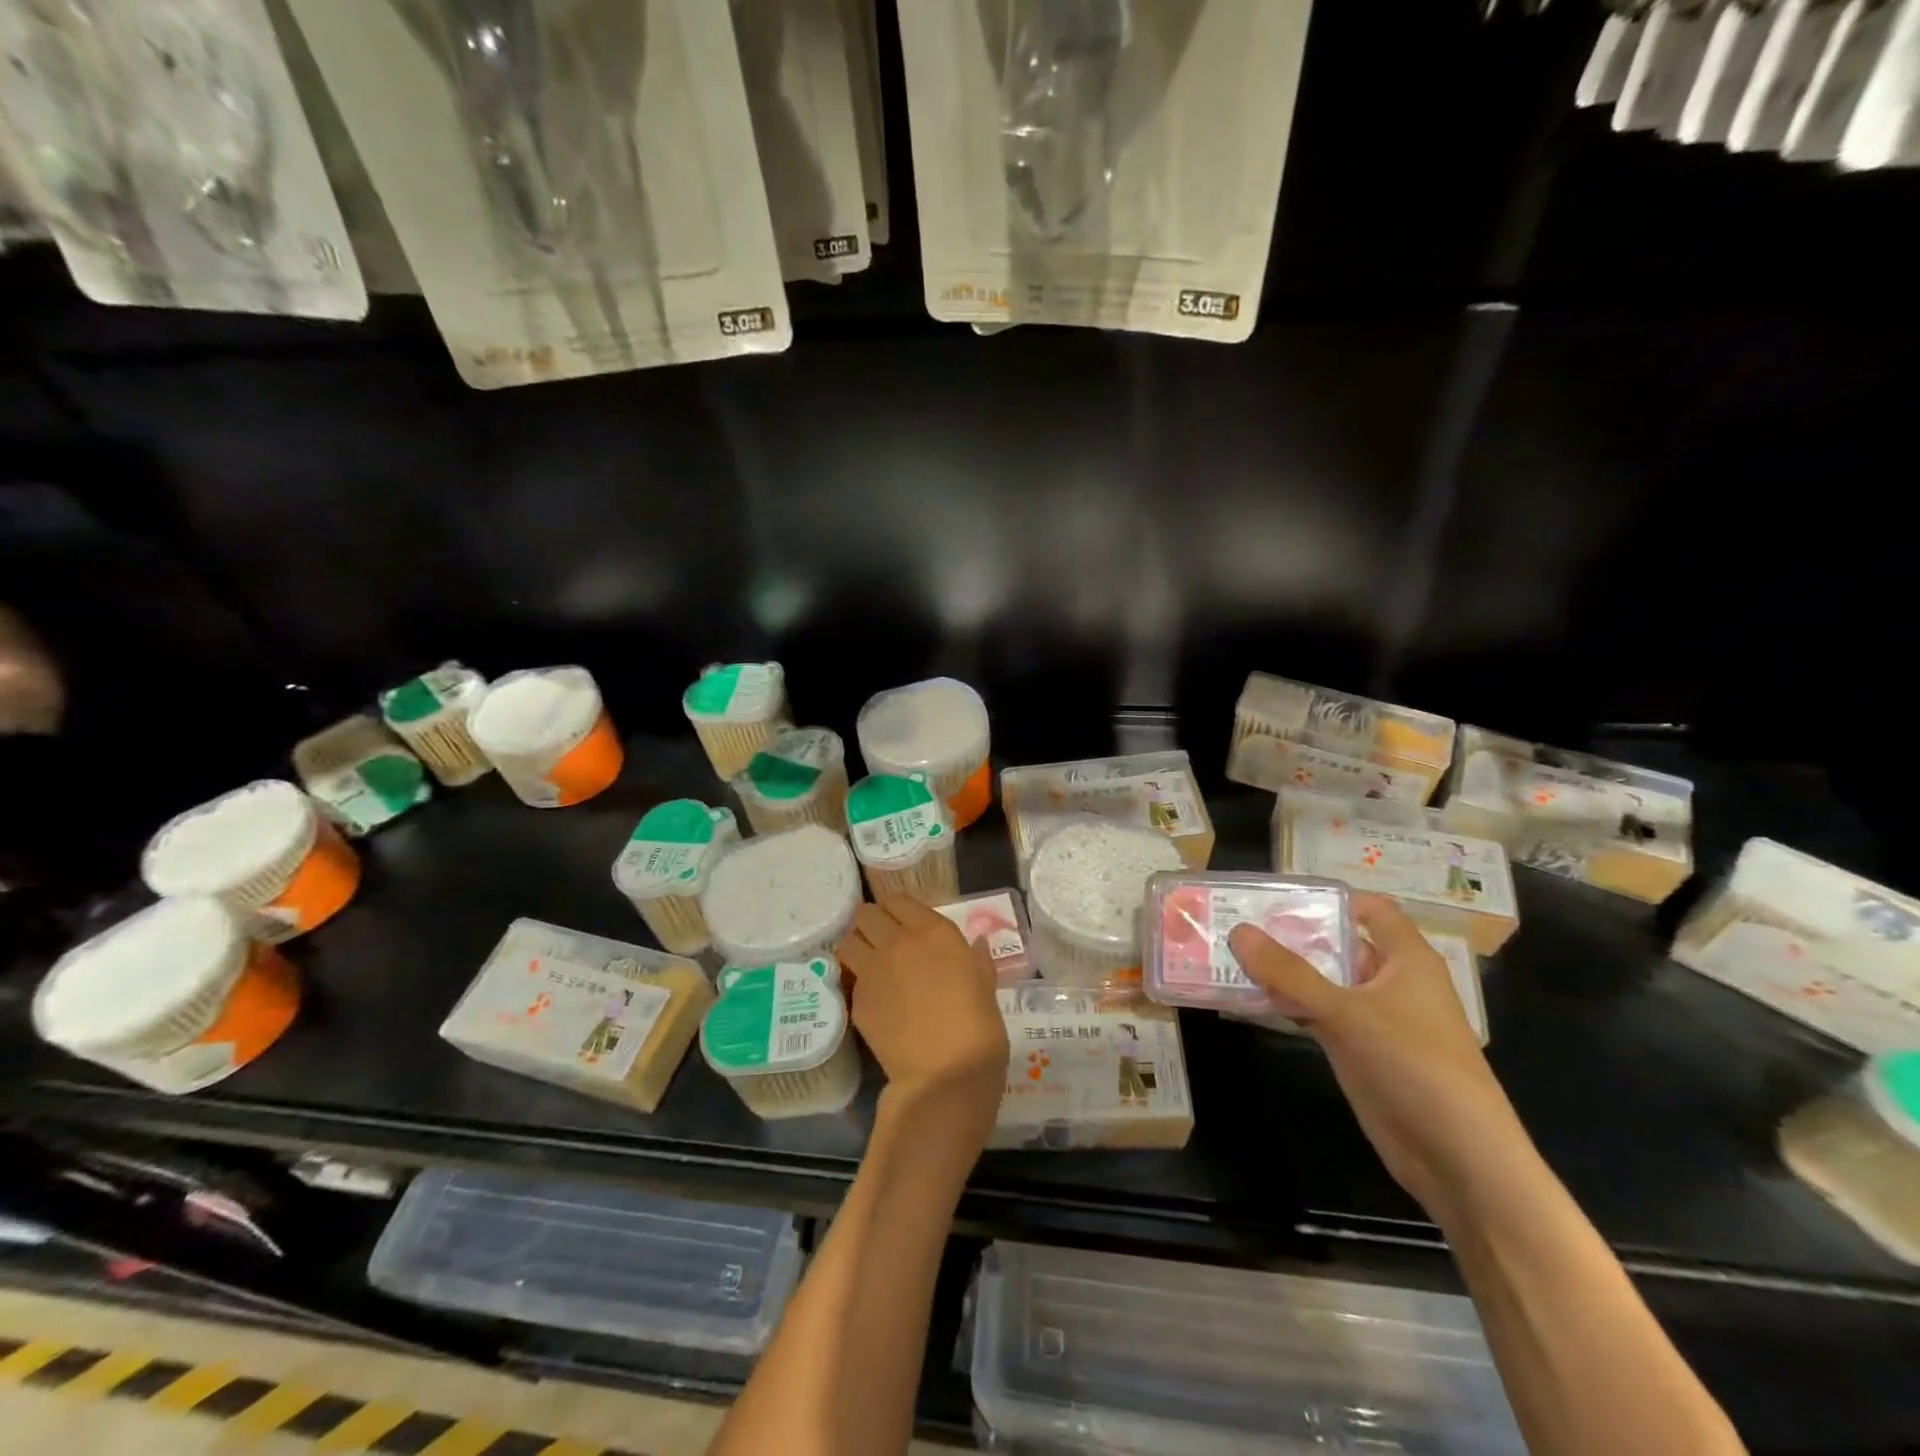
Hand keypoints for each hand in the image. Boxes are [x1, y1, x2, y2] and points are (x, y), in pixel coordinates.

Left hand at [837, 896, 1008, 1149]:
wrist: (947, 1070)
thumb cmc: (978, 1023)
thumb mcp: (985, 982)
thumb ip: (975, 958)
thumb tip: (976, 944)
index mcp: (933, 931)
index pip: (898, 900)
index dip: (897, 911)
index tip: (902, 924)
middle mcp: (898, 941)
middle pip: (866, 914)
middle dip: (871, 925)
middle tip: (881, 942)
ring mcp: (873, 969)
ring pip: (848, 941)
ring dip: (856, 947)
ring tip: (868, 964)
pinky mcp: (858, 999)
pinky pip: (851, 979)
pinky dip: (858, 984)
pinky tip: (873, 1000)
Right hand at [1228, 893, 1528, 1219]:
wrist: (1460, 1161)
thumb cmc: (1416, 1068)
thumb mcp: (1348, 1014)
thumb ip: (1290, 973)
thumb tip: (1239, 931)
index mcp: (1406, 959)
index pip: (1369, 908)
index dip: (1328, 897)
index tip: (1276, 894)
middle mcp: (1390, 981)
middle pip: (1337, 943)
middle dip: (1290, 932)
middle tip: (1234, 919)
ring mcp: (1374, 1018)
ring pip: (1322, 980)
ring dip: (1283, 970)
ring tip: (1229, 952)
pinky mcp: (1359, 1050)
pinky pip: (1316, 1014)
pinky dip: (1286, 1003)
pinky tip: (1247, 997)